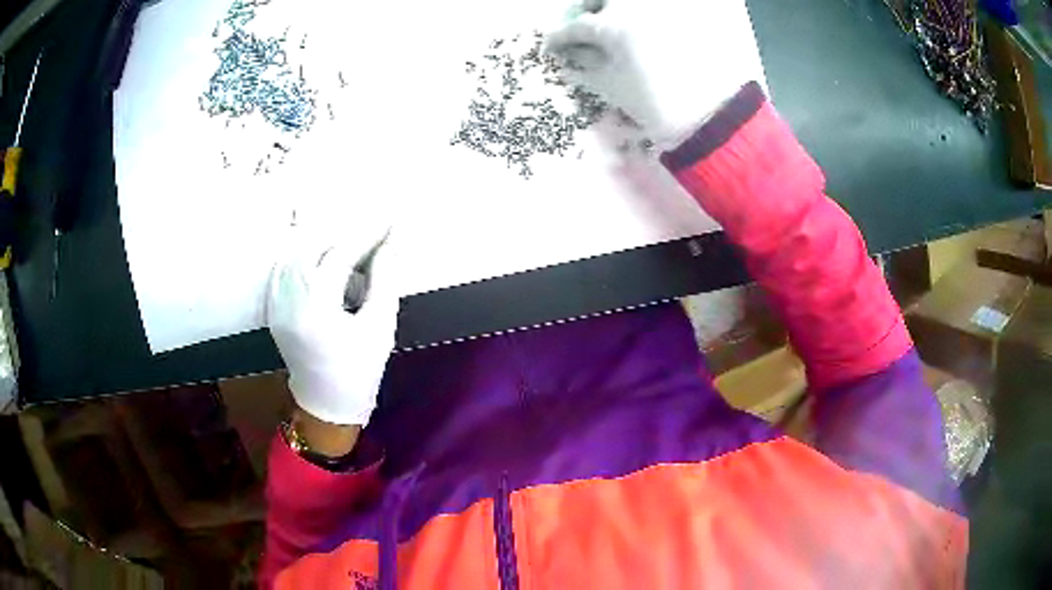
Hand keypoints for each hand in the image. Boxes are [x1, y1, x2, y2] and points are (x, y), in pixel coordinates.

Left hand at [266, 230, 400, 426]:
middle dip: (342, 234)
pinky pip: (283, 268)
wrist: (327, 403)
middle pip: (310, 246)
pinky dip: (303, 254)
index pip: (339, 256)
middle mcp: (289, 301)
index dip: (366, 235)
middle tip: (370, 233)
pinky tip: (321, 256)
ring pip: (294, 253)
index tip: (389, 222)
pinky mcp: (273, 307)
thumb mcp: (380, 327)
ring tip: (349, 244)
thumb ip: (384, 280)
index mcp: (315, 310)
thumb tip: (390, 243)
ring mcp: (276, 304)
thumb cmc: (360, 371)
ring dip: (322, 241)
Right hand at [546, 0, 760, 148]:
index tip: (551, 46)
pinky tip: (640, 31)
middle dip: (587, 10)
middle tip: (583, 27)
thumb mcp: (611, 85)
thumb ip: (585, 63)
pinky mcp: (685, 17)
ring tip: (612, 27)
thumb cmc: (654, 102)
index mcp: (612, 25)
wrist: (709, 115)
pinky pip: (657, 10)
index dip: (559, 37)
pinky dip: (641, 16)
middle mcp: (635, 7)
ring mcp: (662, 10)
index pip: (576, 26)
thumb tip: (570, 52)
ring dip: (614, 10)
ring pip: (628, 1)